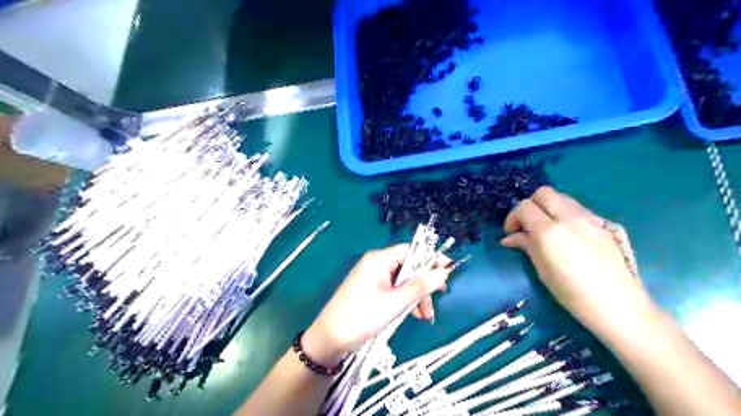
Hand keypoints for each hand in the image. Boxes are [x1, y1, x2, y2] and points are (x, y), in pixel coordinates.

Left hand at [300, 245, 451, 364]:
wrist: (330, 339)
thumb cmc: (362, 317)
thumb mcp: (394, 303)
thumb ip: (420, 286)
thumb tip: (443, 272)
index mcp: (379, 259)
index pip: (411, 250)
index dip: (431, 259)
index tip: (448, 271)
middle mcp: (376, 263)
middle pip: (408, 266)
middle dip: (423, 285)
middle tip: (436, 302)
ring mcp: (373, 277)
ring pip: (403, 280)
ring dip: (415, 296)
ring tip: (424, 317)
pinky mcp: (371, 289)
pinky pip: (394, 289)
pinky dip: (404, 300)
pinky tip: (412, 315)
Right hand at [498, 187, 652, 335]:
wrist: (618, 305)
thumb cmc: (572, 293)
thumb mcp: (542, 269)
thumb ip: (526, 245)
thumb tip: (510, 238)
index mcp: (549, 230)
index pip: (524, 206)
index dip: (513, 216)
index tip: (511, 232)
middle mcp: (570, 217)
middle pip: (544, 193)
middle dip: (531, 205)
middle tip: (528, 225)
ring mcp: (592, 218)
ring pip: (564, 198)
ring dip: (550, 208)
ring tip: (549, 229)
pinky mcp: (608, 224)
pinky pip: (581, 211)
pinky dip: (568, 216)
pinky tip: (571, 237)